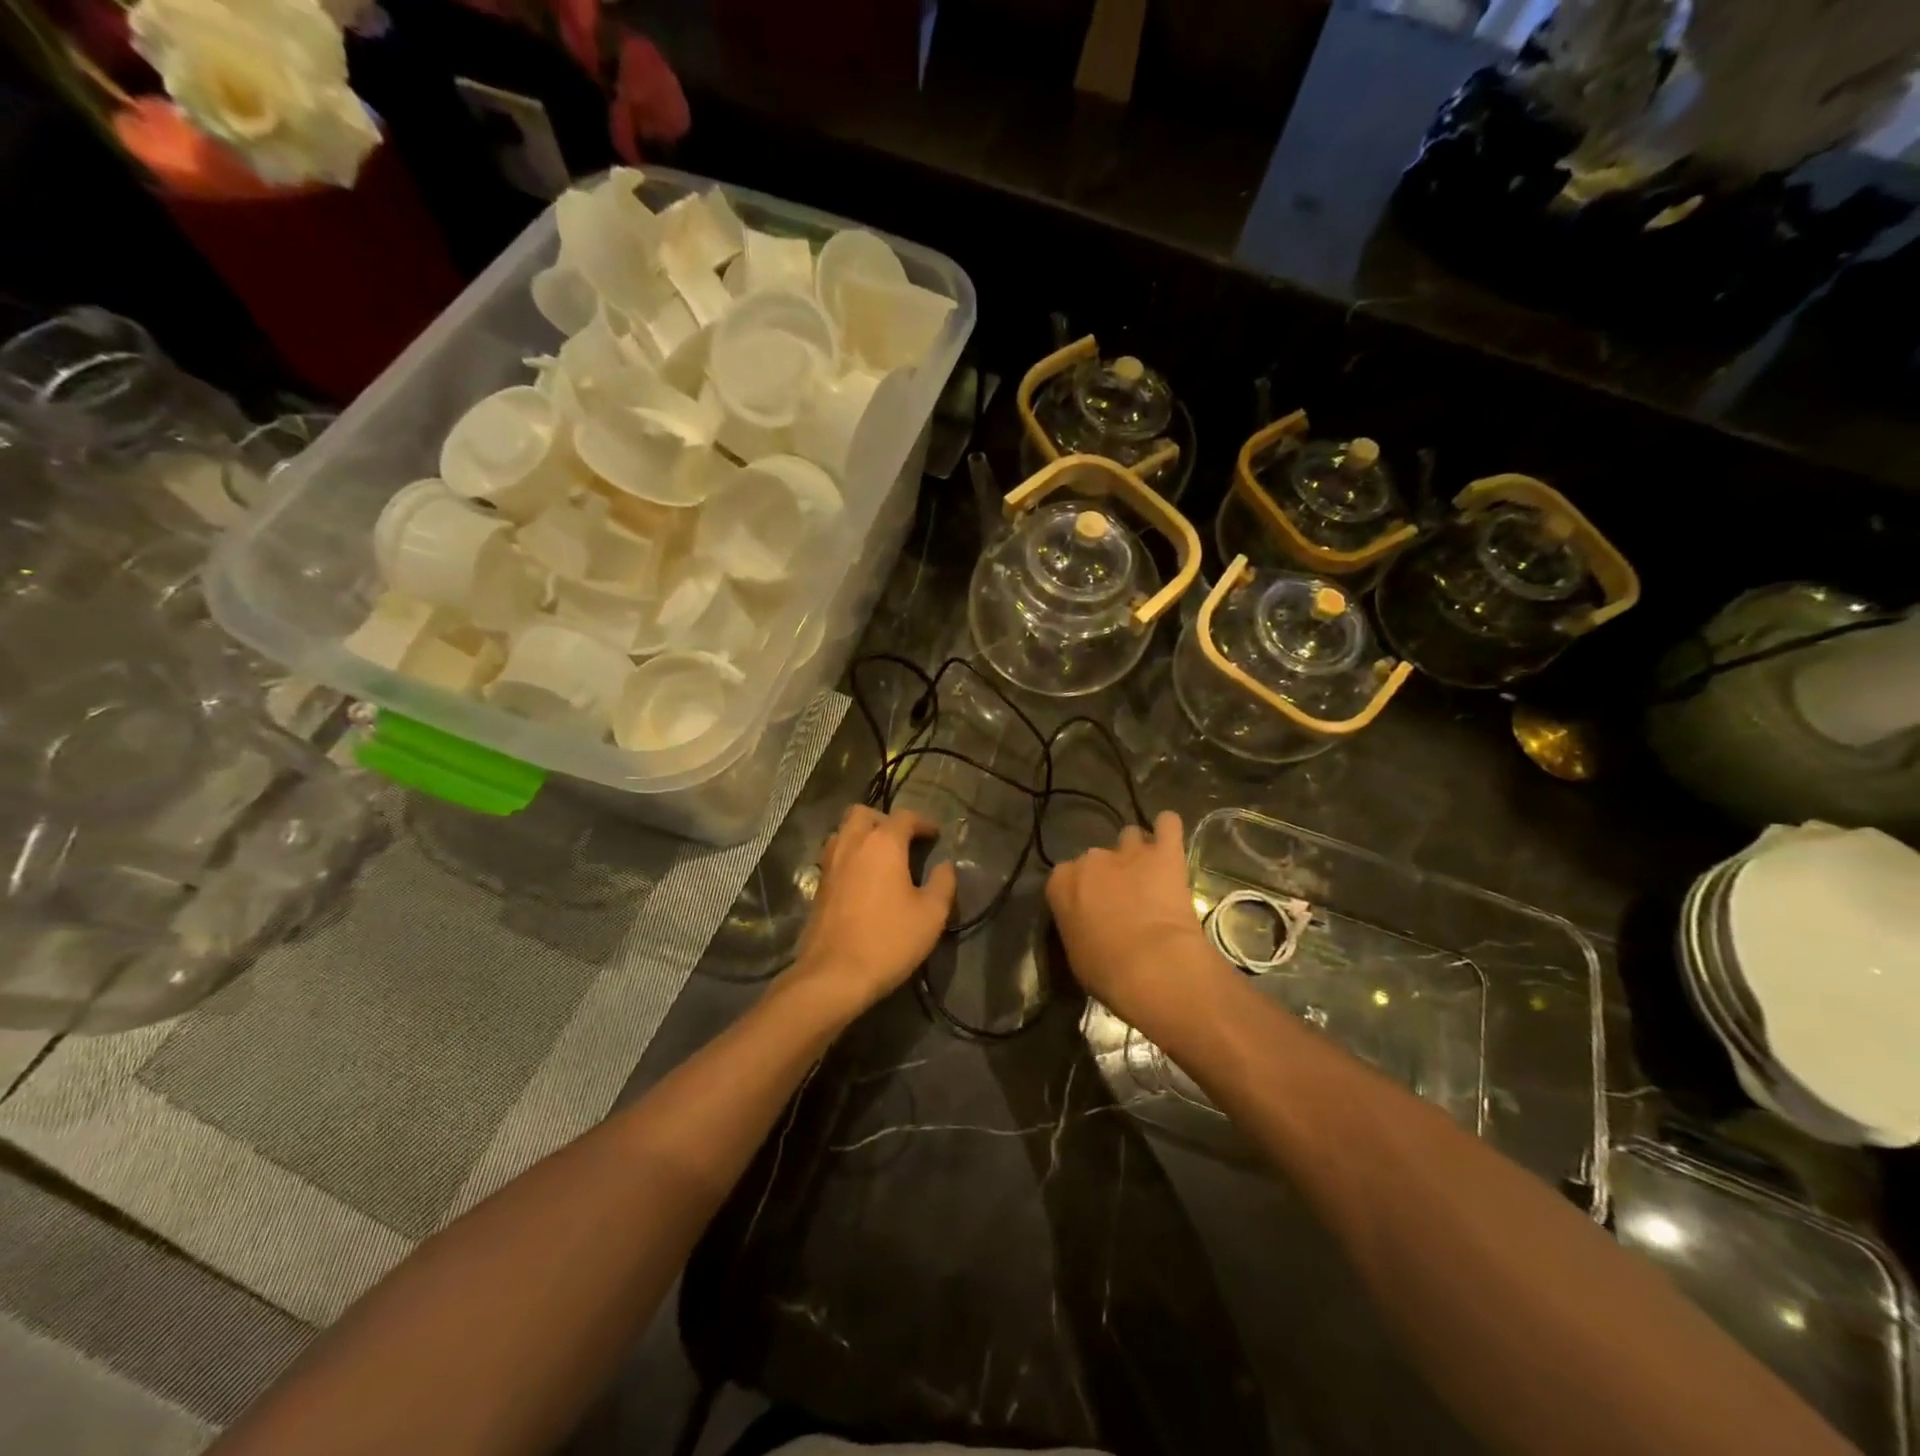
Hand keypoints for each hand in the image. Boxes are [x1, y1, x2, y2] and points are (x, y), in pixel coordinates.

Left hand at [792, 804, 956, 1013]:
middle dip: (884, 820)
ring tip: (880, 857)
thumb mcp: (931, 915)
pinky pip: (834, 856)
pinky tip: (862, 880)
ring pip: (843, 832)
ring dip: (861, 835)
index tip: (935, 836)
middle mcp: (852, 844)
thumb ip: (943, 883)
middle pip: (863, 813)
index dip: (923, 823)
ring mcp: (830, 864)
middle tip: (902, 840)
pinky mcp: (818, 886)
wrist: (834, 975)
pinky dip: (849, 856)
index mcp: (883, 844)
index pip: (904, 817)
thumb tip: (945, 865)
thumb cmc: (889, 940)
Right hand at [1046, 811, 1227, 1026]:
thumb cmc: (1106, 970)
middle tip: (1124, 899)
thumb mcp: (1075, 952)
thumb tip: (1089, 924)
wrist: (1152, 966)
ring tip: (1148, 873)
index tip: (1091, 909)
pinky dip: (1168, 828)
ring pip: (1130, 836)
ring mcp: (1129, 851)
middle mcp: (1091, 858)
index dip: (1080, 892)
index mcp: (1062, 882)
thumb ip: (1077, 925)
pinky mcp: (1165, 852)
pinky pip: (1168, 824)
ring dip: (1137, 852)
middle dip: (1109, 873)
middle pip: (1097, 857)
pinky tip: (1169, 840)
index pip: (1065, 876)